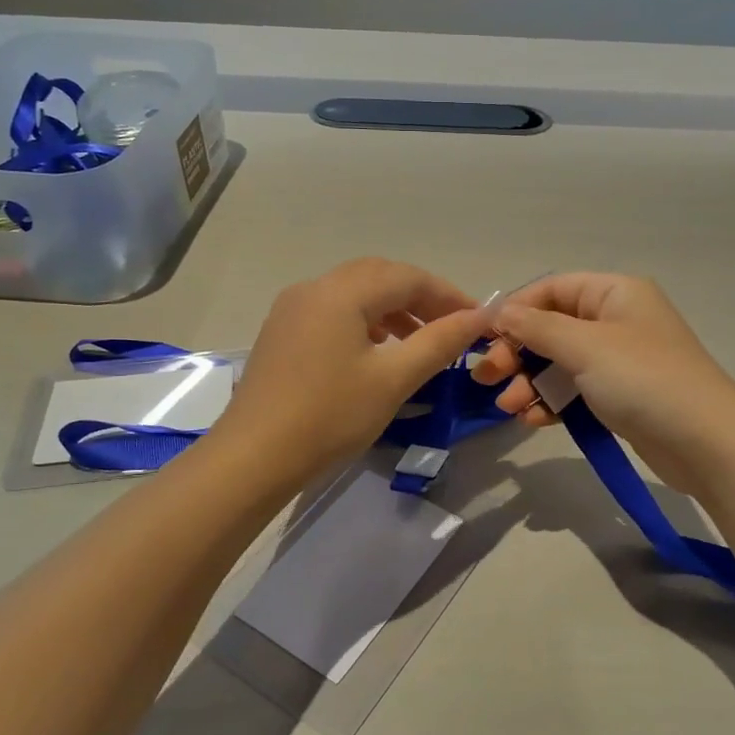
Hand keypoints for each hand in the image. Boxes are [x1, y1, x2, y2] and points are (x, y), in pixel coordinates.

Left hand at [208, 258, 489, 483]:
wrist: (254, 457)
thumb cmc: (330, 416)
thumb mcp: (394, 379)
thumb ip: (440, 342)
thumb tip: (480, 317)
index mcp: (341, 292)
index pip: (408, 278)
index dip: (448, 295)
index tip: (478, 321)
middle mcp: (313, 288)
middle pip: (379, 276)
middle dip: (420, 297)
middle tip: (451, 327)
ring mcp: (292, 309)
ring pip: (354, 292)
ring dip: (393, 308)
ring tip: (420, 340)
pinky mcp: (281, 332)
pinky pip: (333, 311)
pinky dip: (364, 320)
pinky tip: (377, 350)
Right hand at [470, 273, 734, 494]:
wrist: (706, 443)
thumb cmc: (644, 379)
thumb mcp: (585, 346)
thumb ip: (536, 327)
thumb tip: (498, 312)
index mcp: (614, 292)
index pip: (552, 289)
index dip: (515, 309)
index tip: (483, 337)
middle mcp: (616, 320)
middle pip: (551, 327)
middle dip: (517, 352)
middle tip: (487, 377)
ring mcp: (618, 360)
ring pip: (559, 362)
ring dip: (529, 382)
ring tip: (509, 406)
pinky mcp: (619, 395)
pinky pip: (574, 390)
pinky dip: (551, 401)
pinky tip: (533, 420)